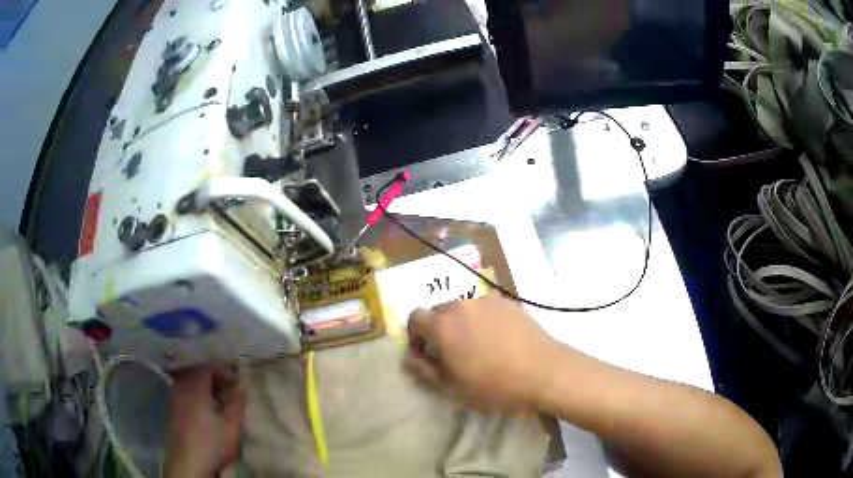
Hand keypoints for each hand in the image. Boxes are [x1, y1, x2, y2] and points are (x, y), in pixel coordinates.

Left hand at [164, 368, 246, 476]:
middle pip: (196, 372)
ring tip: (218, 401)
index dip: (224, 371)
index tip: (237, 383)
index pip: (208, 367)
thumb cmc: (212, 442)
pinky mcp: (171, 410)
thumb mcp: (232, 424)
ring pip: (188, 383)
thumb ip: (237, 401)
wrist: (189, 462)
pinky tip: (204, 410)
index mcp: (196, 386)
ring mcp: (174, 398)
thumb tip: (244, 382)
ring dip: (203, 387)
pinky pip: (183, 393)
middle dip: (214, 378)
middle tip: (229, 390)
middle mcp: (182, 387)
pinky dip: (195, 395)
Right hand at [404, 294, 563, 412]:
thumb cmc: (494, 385)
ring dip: (461, 324)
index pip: (415, 317)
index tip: (425, 353)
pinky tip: (498, 339)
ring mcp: (487, 301)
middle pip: (439, 311)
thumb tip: (409, 358)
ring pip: (463, 308)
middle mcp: (462, 306)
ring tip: (477, 346)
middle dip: (437, 329)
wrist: (544, 372)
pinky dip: (483, 320)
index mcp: (443, 325)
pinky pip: (485, 308)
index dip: (415, 335)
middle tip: (451, 352)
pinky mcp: (508, 302)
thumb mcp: (452, 387)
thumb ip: (424, 371)